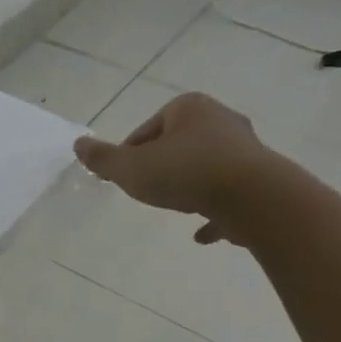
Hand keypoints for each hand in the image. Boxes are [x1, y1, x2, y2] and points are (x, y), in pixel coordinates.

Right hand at [73, 92, 278, 244]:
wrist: (253, 197)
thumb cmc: (185, 173)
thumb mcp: (130, 168)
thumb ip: (102, 158)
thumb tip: (78, 144)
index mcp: (189, 109)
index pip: (148, 128)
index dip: (130, 153)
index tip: (123, 176)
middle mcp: (221, 121)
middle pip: (179, 144)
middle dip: (162, 165)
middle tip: (146, 189)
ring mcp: (245, 150)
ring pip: (206, 167)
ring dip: (188, 185)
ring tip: (173, 206)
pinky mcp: (262, 180)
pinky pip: (229, 195)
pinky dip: (213, 210)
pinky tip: (200, 233)